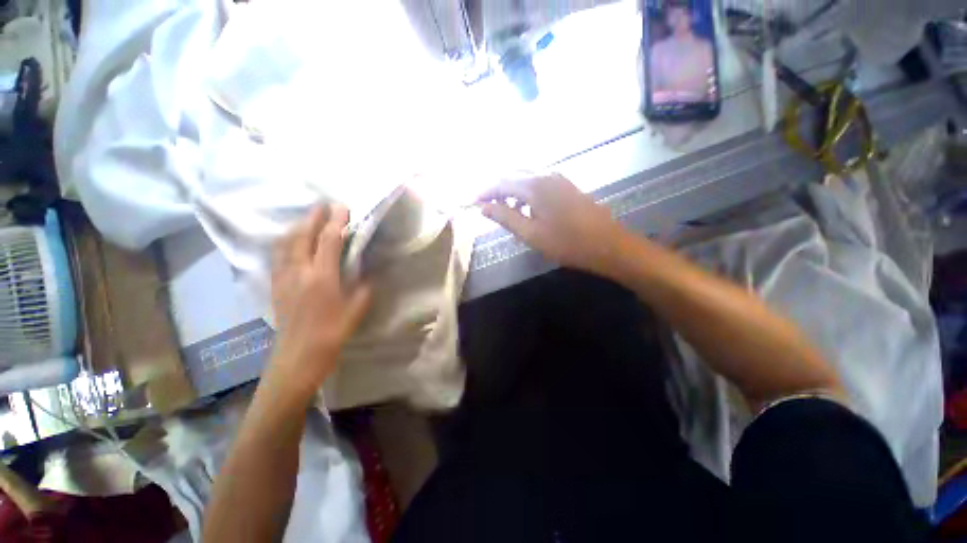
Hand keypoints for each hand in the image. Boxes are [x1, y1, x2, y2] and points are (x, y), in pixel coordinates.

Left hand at [268, 204, 371, 396]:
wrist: (298, 356)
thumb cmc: (332, 333)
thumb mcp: (356, 310)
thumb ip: (363, 287)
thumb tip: (366, 271)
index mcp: (322, 277)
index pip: (329, 240)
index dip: (336, 221)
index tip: (343, 208)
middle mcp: (299, 271)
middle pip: (303, 235)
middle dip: (313, 216)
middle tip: (324, 205)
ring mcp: (283, 277)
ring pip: (286, 243)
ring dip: (298, 226)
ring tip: (309, 219)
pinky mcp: (276, 285)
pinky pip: (278, 255)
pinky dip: (287, 242)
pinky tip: (293, 242)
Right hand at [478, 174, 625, 274]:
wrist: (608, 244)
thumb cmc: (567, 243)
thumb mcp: (531, 234)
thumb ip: (505, 217)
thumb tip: (483, 207)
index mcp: (534, 185)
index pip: (501, 182)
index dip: (484, 192)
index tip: (472, 203)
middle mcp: (545, 175)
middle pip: (513, 175)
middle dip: (496, 189)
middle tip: (486, 206)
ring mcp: (558, 179)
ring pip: (526, 178)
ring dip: (512, 191)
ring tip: (505, 211)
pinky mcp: (566, 186)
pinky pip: (539, 182)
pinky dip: (526, 193)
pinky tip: (526, 209)